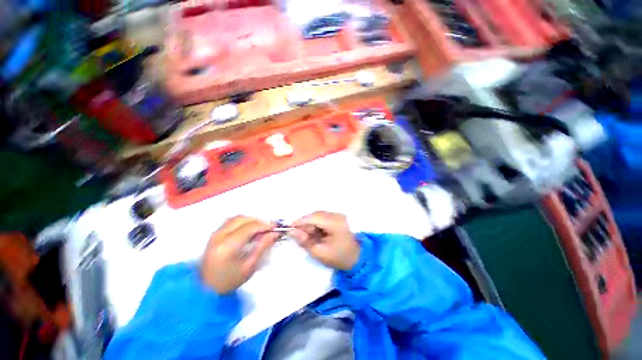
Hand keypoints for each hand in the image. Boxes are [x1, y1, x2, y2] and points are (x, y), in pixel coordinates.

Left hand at [201, 216, 278, 293]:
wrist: (206, 290)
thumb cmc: (229, 281)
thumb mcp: (250, 266)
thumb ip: (263, 246)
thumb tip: (274, 233)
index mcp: (228, 246)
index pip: (250, 227)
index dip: (265, 225)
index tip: (276, 227)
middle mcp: (219, 236)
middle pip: (243, 219)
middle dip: (259, 221)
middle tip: (269, 229)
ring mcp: (215, 234)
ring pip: (237, 218)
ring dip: (251, 220)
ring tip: (260, 230)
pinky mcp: (214, 234)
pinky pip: (231, 221)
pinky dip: (243, 222)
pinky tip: (248, 231)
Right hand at [290, 212, 359, 270]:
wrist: (356, 258)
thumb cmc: (338, 257)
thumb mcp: (319, 252)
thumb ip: (305, 241)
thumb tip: (292, 231)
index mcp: (335, 223)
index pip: (314, 217)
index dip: (300, 221)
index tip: (289, 228)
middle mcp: (337, 215)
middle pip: (316, 215)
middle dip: (305, 223)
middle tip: (298, 234)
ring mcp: (338, 215)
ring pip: (318, 216)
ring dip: (310, 224)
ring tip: (307, 236)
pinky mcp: (338, 217)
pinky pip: (323, 217)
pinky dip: (316, 224)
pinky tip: (315, 233)